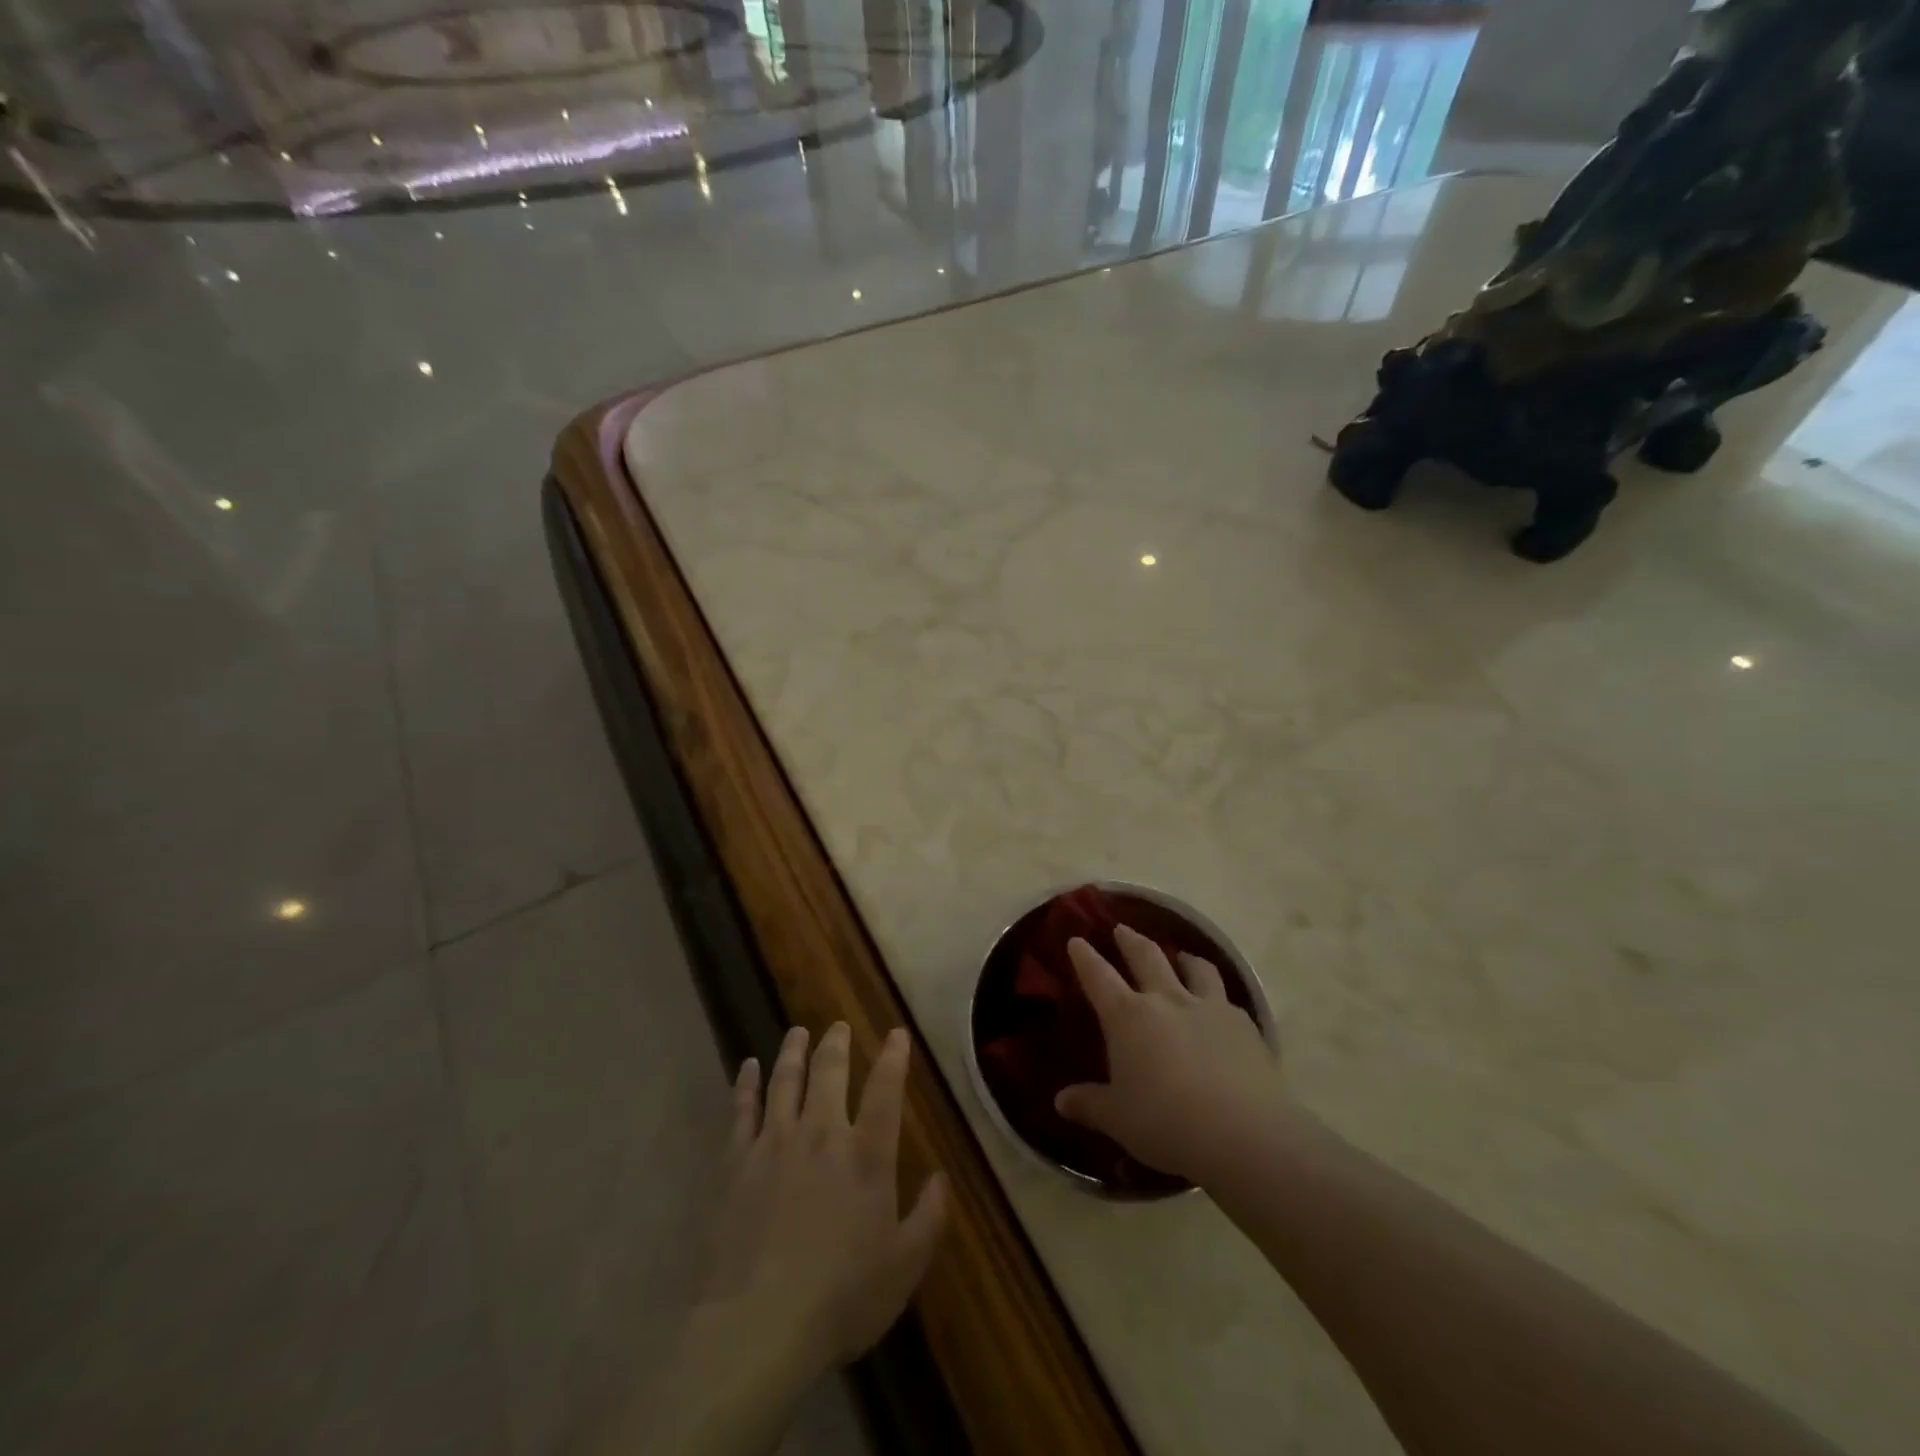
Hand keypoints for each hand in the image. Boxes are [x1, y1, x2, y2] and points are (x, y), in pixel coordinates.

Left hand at [699, 1023, 948, 1382]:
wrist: (759, 1325)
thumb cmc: (841, 1298)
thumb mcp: (903, 1266)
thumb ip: (928, 1217)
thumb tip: (942, 1178)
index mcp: (867, 1154)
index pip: (885, 1089)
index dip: (893, 1057)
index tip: (896, 1033)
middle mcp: (822, 1133)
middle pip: (829, 1072)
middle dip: (836, 1043)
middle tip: (838, 1025)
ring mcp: (775, 1143)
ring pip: (786, 1080)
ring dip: (793, 1051)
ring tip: (798, 1032)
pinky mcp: (737, 1162)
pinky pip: (742, 1110)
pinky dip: (746, 1084)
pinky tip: (748, 1065)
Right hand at [1054, 925, 1290, 1182]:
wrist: (1244, 1134)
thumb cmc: (1167, 1123)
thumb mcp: (1118, 1119)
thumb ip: (1089, 1104)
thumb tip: (1061, 1101)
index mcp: (1128, 1017)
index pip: (1099, 976)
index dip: (1085, 957)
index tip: (1076, 940)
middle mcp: (1167, 999)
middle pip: (1146, 956)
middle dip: (1130, 940)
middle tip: (1122, 929)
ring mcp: (1208, 1007)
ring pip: (1195, 967)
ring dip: (1184, 957)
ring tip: (1182, 956)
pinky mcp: (1243, 1024)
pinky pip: (1225, 998)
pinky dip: (1216, 995)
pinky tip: (1219, 1008)